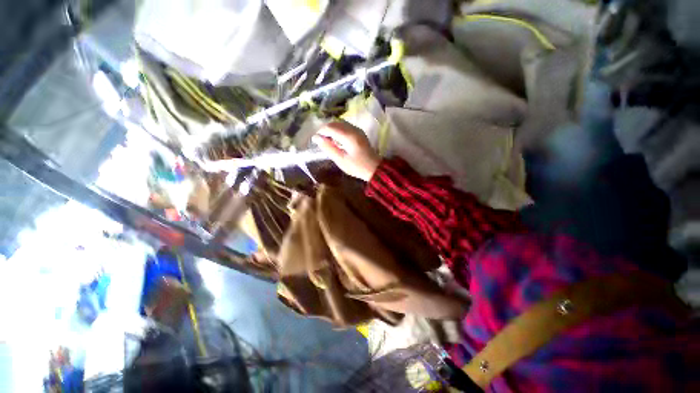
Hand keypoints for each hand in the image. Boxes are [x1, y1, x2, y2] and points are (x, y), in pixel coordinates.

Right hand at [313, 121, 380, 181]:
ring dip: (332, 129)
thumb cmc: (357, 166)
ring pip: (340, 123)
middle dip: (325, 130)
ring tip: (328, 141)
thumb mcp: (341, 160)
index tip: (315, 140)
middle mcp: (353, 129)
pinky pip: (345, 126)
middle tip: (321, 141)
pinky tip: (337, 140)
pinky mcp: (359, 132)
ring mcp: (357, 129)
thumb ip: (328, 148)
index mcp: (348, 136)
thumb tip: (316, 138)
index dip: (321, 132)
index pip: (330, 127)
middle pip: (335, 123)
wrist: (374, 168)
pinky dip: (338, 130)